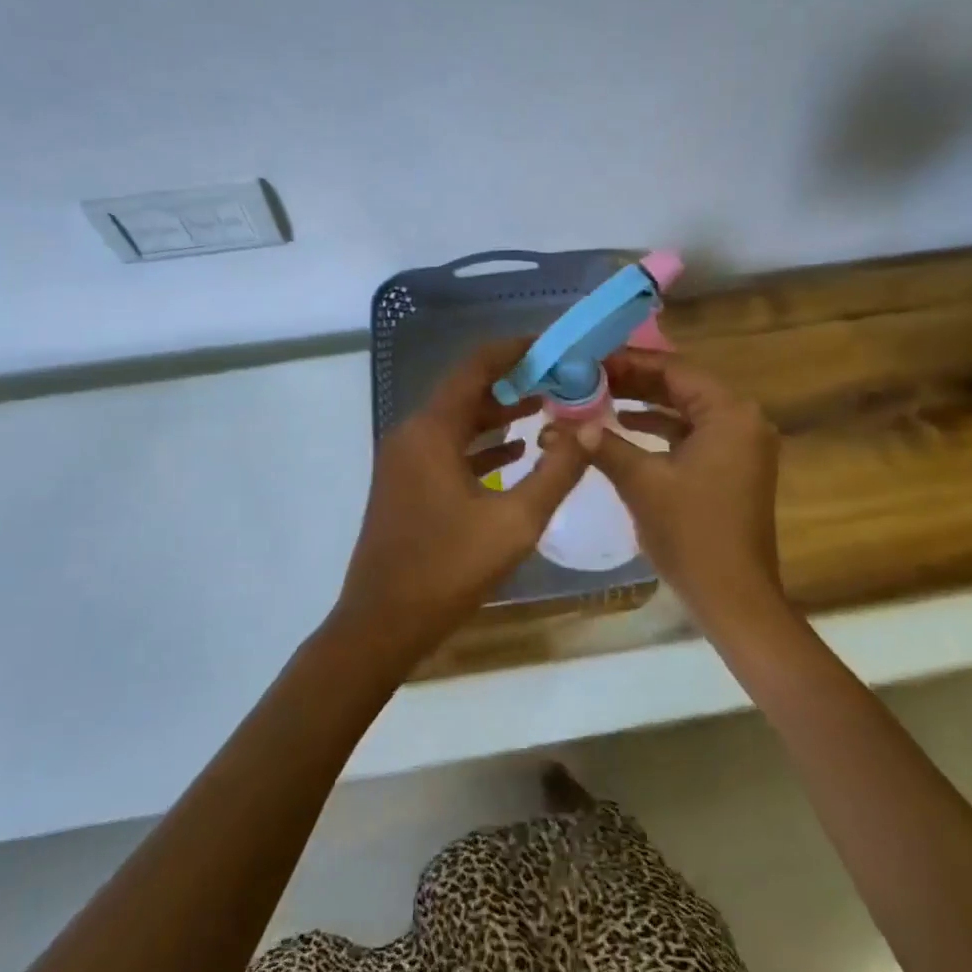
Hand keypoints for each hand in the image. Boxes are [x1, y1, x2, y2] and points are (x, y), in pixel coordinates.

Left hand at [333, 339, 593, 669]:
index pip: (477, 366)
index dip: (516, 350)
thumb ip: (557, 471)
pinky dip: (481, 443)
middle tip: (561, 380)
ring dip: (499, 412)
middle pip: (467, 389)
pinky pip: (448, 447)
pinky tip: (515, 451)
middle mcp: (413, 433)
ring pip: (458, 419)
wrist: (381, 624)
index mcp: (432, 430)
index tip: (555, 347)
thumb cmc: (447, 569)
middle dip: (514, 381)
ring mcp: (405, 459)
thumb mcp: (515, 522)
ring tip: (548, 407)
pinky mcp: (406, 483)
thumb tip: (590, 429)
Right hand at [590, 351, 784, 633]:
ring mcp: (741, 444)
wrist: (733, 598)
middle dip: (634, 381)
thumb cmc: (691, 534)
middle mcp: (743, 419)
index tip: (589, 360)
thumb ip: (603, 444)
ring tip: (598, 396)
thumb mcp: (641, 482)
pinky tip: (623, 427)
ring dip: (645, 403)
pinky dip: (660, 428)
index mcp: (730, 413)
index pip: (674, 369)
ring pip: (686, 409)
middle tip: (588, 376)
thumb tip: (563, 423)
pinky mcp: (733, 466)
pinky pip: (693, 433)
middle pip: (681, 385)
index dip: (629, 362)